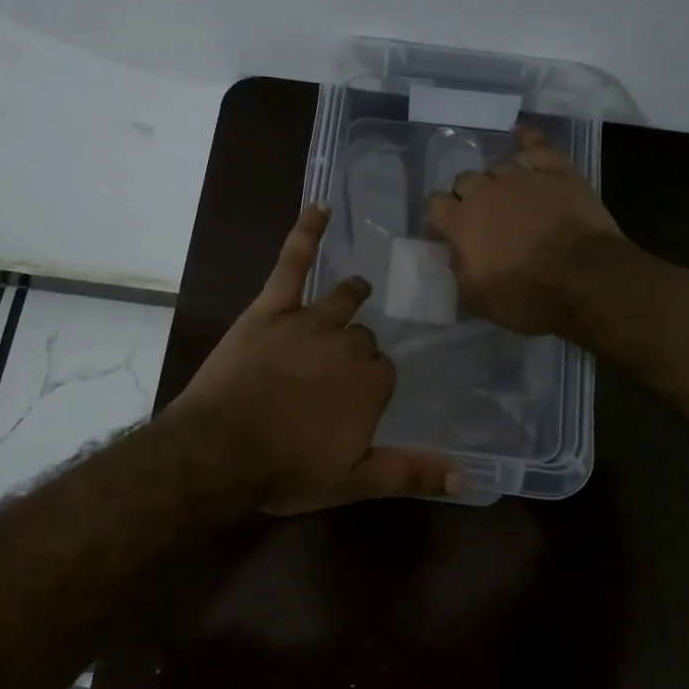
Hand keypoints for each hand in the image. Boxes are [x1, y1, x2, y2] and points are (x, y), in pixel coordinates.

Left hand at [173, 204, 459, 513]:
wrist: (220, 451)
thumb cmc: (286, 469)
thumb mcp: (354, 482)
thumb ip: (410, 473)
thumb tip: (467, 478)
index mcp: (370, 382)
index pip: (384, 370)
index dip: (371, 383)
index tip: (357, 398)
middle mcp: (347, 344)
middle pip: (362, 337)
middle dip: (355, 349)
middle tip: (337, 370)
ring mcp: (309, 320)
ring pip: (340, 300)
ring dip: (351, 295)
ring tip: (358, 289)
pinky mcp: (272, 307)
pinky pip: (293, 262)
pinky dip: (307, 232)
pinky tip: (320, 207)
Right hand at [424, 125, 622, 337]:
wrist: (587, 280)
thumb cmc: (528, 296)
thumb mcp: (479, 300)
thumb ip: (459, 270)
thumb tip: (456, 252)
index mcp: (461, 221)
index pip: (435, 204)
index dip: (441, 217)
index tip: (448, 232)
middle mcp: (486, 191)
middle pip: (465, 180)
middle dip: (469, 197)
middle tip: (485, 219)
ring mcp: (522, 176)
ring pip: (499, 166)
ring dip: (499, 180)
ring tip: (512, 197)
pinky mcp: (557, 170)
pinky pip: (537, 144)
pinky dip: (528, 140)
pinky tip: (522, 135)